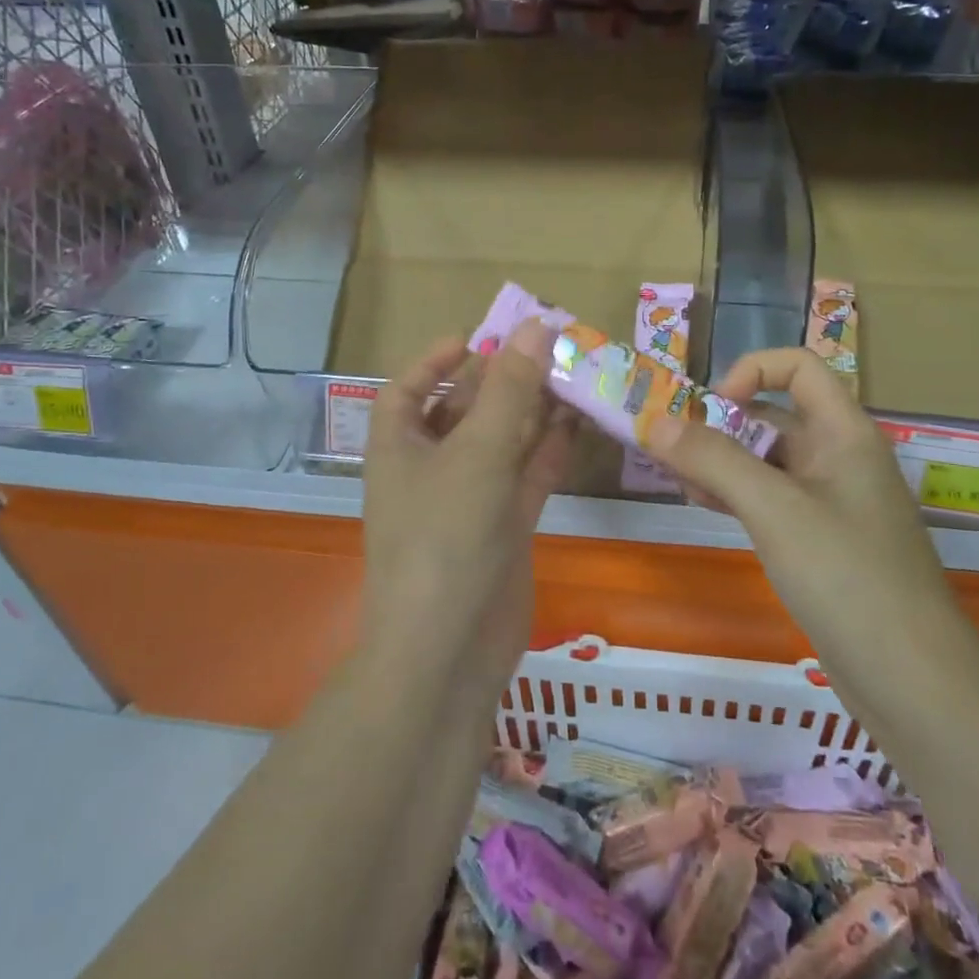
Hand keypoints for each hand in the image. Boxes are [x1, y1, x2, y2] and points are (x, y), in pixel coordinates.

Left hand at [360, 320, 576, 687]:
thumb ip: (510, 390)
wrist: (449, 653)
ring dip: (533, 412)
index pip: (408, 391)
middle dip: (500, 381)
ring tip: (573, 375)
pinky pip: (527, 476)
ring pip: (502, 442)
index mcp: (400, 448)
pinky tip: (578, 423)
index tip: (476, 337)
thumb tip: (536, 324)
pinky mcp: (504, 528)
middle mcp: (431, 469)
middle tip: (546, 348)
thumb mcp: (477, 453)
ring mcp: (469, 500)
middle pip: (463, 411)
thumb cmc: (444, 538)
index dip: (435, 361)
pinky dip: (549, 451)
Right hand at [652, 348, 966, 676]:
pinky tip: (706, 508)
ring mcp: (832, 501)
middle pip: (774, 414)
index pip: (798, 366)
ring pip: (768, 460)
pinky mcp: (822, 541)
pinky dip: (737, 495)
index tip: (710, 410)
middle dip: (721, 425)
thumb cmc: (847, 577)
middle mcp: (840, 457)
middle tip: (672, 454)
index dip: (750, 372)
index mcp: (844, 432)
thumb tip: (654, 422)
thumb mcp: (773, 509)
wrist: (914, 683)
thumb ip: (713, 460)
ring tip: (681, 484)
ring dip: (722, 462)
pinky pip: (772, 499)